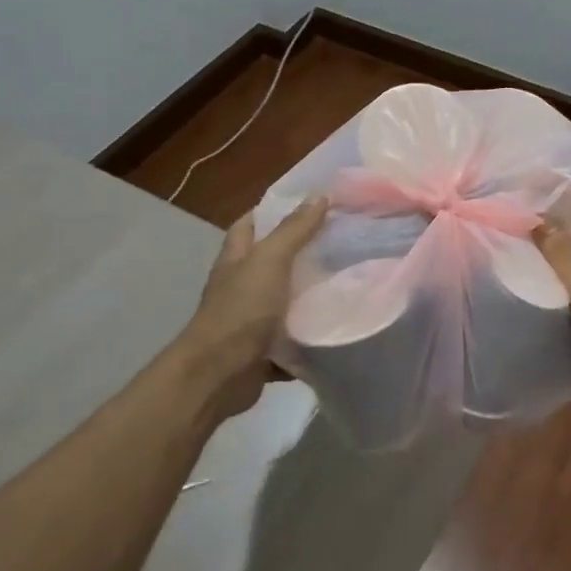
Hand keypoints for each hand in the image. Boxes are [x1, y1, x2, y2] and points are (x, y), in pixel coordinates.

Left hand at [179, 198, 327, 416]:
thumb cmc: (241, 310)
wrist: (219, 375)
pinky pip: (293, 338)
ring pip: (285, 300)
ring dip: (310, 295)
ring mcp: (250, 320)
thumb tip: (319, 195)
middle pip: (272, 261)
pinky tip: (340, 326)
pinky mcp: (264, 350)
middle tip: (342, 241)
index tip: (311, 204)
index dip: (274, 210)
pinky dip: (311, 335)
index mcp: (236, 259)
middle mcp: (240, 286)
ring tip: (350, 280)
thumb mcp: (269, 261)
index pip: (250, 223)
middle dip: (302, 252)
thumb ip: (294, 230)